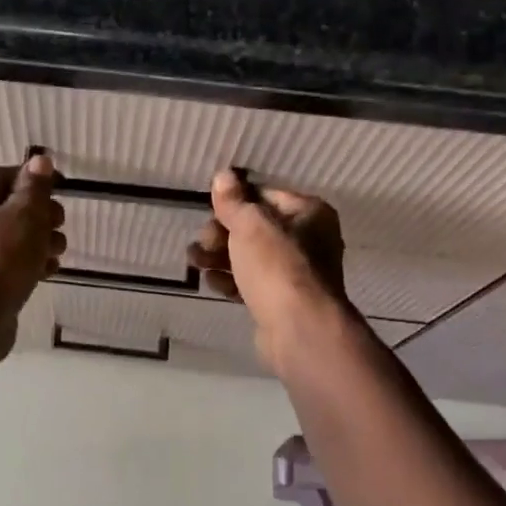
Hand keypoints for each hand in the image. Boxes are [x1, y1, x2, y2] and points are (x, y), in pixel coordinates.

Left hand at [0, 154, 66, 355]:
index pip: (6, 175)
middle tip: (58, 229)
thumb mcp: (25, 215)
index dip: (38, 185)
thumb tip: (40, 160)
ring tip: (55, 255)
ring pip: (9, 236)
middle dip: (40, 218)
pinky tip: (46, 272)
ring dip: (38, 242)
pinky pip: (4, 261)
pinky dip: (25, 263)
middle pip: (8, 206)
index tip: (61, 196)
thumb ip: (35, 187)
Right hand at [188, 169, 353, 373]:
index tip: (210, 210)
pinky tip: (213, 283)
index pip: (266, 196)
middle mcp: (309, 240)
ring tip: (195, 262)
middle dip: (222, 233)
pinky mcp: (282, 301)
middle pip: (256, 228)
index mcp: (310, 214)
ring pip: (250, 257)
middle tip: (202, 242)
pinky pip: (252, 283)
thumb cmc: (278, 267)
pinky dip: (232, 281)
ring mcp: (296, 274)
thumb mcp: (251, 225)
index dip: (235, 202)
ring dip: (220, 257)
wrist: (299, 329)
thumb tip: (224, 175)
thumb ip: (234, 201)